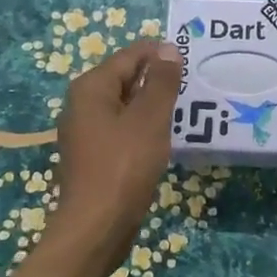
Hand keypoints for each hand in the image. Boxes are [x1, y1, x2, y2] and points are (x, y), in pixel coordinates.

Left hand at [50, 39, 180, 267]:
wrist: (96, 228)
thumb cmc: (123, 167)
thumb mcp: (149, 119)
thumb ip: (161, 82)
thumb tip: (168, 48)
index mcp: (91, 87)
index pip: (131, 55)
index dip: (161, 55)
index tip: (192, 62)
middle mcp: (82, 104)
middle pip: (126, 78)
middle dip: (158, 80)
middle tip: (193, 87)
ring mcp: (86, 132)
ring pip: (126, 106)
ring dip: (152, 106)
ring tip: (184, 111)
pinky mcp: (94, 156)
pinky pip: (122, 129)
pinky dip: (143, 128)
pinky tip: (164, 139)